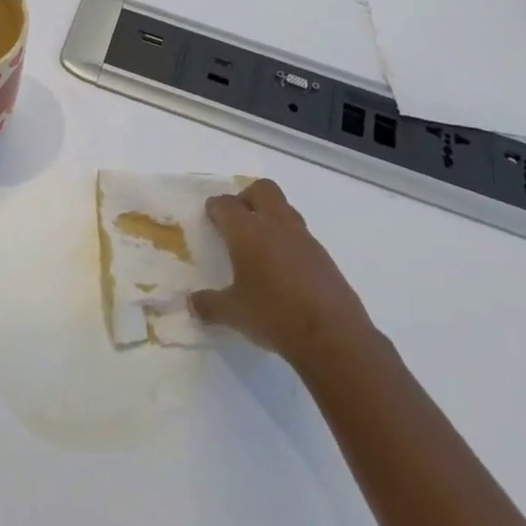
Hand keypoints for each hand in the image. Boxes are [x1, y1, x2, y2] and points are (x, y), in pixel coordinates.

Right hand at [191, 178, 378, 369]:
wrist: (332, 336)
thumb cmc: (274, 315)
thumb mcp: (234, 313)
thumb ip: (210, 305)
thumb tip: (193, 304)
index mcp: (247, 231)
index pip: (226, 205)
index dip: (215, 208)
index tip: (211, 215)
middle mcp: (275, 224)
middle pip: (262, 189)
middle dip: (247, 198)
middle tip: (238, 221)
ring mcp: (304, 238)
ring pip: (284, 209)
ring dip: (270, 217)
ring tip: (260, 246)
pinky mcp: (323, 255)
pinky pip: (301, 235)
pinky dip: (288, 241)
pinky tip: (283, 268)